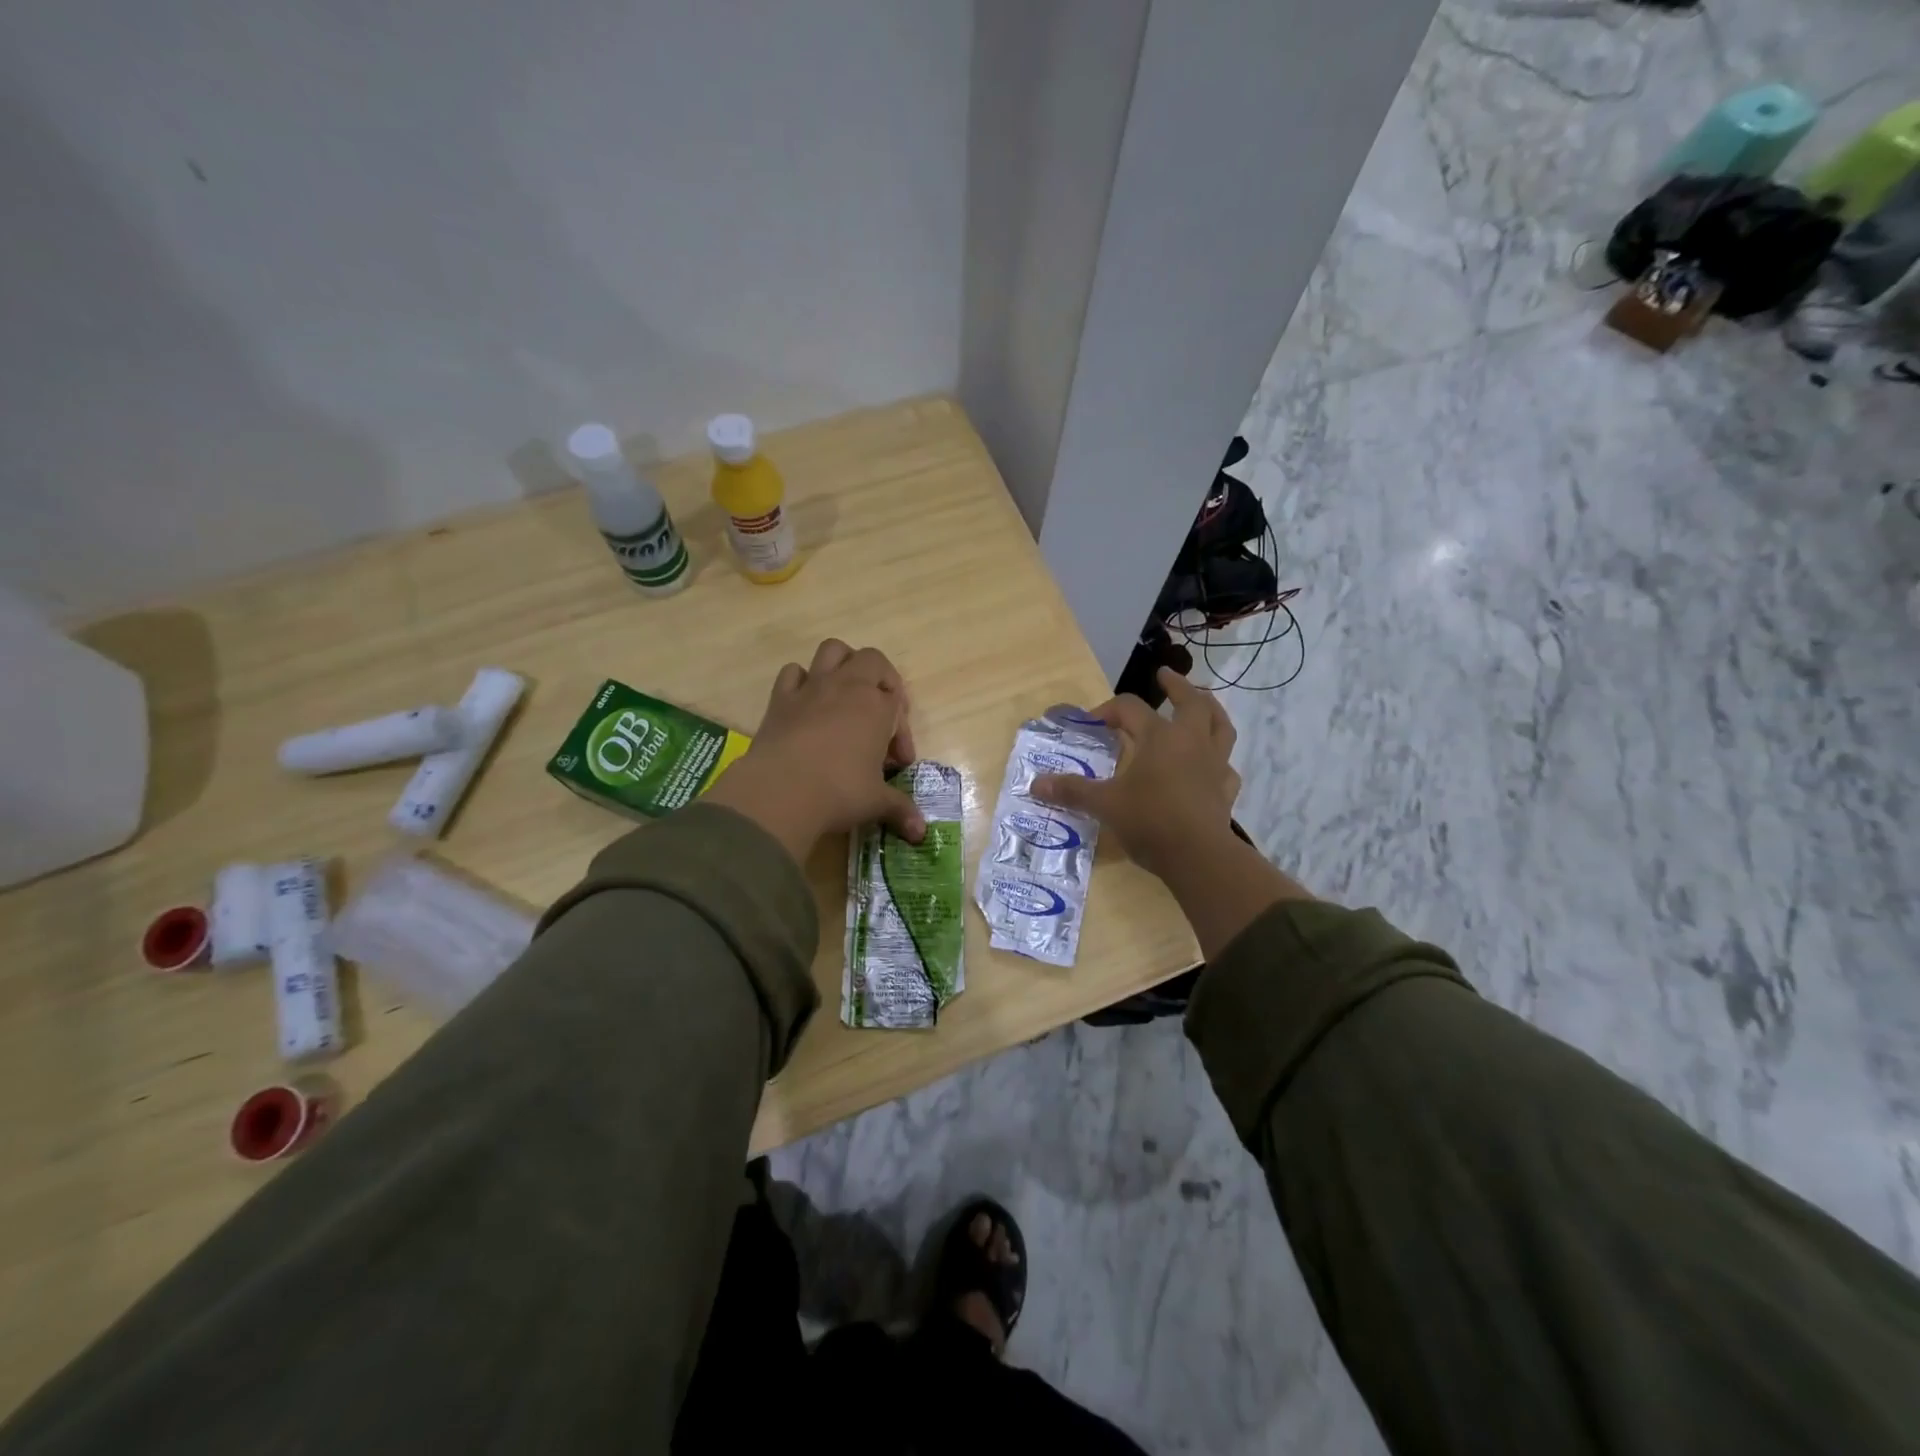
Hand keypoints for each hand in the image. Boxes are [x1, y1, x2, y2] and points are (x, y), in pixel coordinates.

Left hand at [703, 640, 923, 863]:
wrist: (781, 791)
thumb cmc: (839, 792)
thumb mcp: (876, 802)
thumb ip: (900, 809)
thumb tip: (921, 832)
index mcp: (877, 706)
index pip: (898, 703)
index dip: (900, 732)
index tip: (896, 763)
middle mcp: (847, 686)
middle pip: (872, 660)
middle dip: (881, 680)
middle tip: (879, 714)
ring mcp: (811, 688)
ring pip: (833, 651)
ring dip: (843, 665)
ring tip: (846, 695)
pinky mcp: (780, 699)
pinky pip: (793, 673)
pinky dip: (802, 681)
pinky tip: (806, 705)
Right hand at [1031, 668, 1240, 880]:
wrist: (1199, 856)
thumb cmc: (1149, 821)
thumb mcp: (1104, 804)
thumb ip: (1072, 791)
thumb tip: (1035, 784)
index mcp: (1159, 737)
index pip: (1130, 708)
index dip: (1108, 710)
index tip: (1091, 723)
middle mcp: (1191, 742)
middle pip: (1191, 702)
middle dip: (1177, 685)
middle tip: (1164, 675)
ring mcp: (1214, 765)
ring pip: (1220, 726)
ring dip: (1211, 709)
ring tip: (1203, 703)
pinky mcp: (1225, 790)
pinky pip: (1226, 767)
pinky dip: (1218, 761)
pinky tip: (1211, 766)